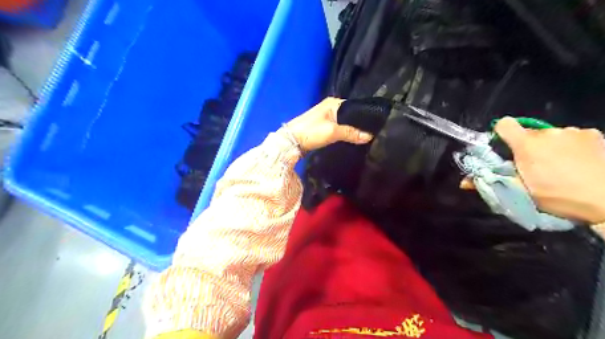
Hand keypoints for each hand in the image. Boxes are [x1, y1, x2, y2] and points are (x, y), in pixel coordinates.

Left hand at [283, 96, 374, 150]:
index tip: (375, 125)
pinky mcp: (323, 126)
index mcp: (334, 103)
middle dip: (359, 124)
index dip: (364, 116)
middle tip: (372, 133)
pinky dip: (345, 133)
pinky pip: (339, 128)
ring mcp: (326, 117)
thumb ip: (351, 133)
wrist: (291, 141)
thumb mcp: (332, 132)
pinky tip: (352, 139)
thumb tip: (370, 136)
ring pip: (344, 122)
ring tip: (365, 137)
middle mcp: (331, 107)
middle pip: (350, 115)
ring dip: (352, 129)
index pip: (355, 106)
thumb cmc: (311, 132)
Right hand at [494, 117, 604, 223]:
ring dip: (550, 146)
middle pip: (528, 133)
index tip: (505, 147)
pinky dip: (571, 146)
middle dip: (528, 147)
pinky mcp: (594, 134)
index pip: (505, 125)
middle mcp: (547, 133)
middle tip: (535, 166)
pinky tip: (579, 161)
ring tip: (561, 165)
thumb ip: (492, 182)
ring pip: (551, 136)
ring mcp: (572, 131)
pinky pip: (572, 136)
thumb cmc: (559, 196)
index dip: (501, 133)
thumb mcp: (521, 192)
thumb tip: (462, 182)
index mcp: (527, 144)